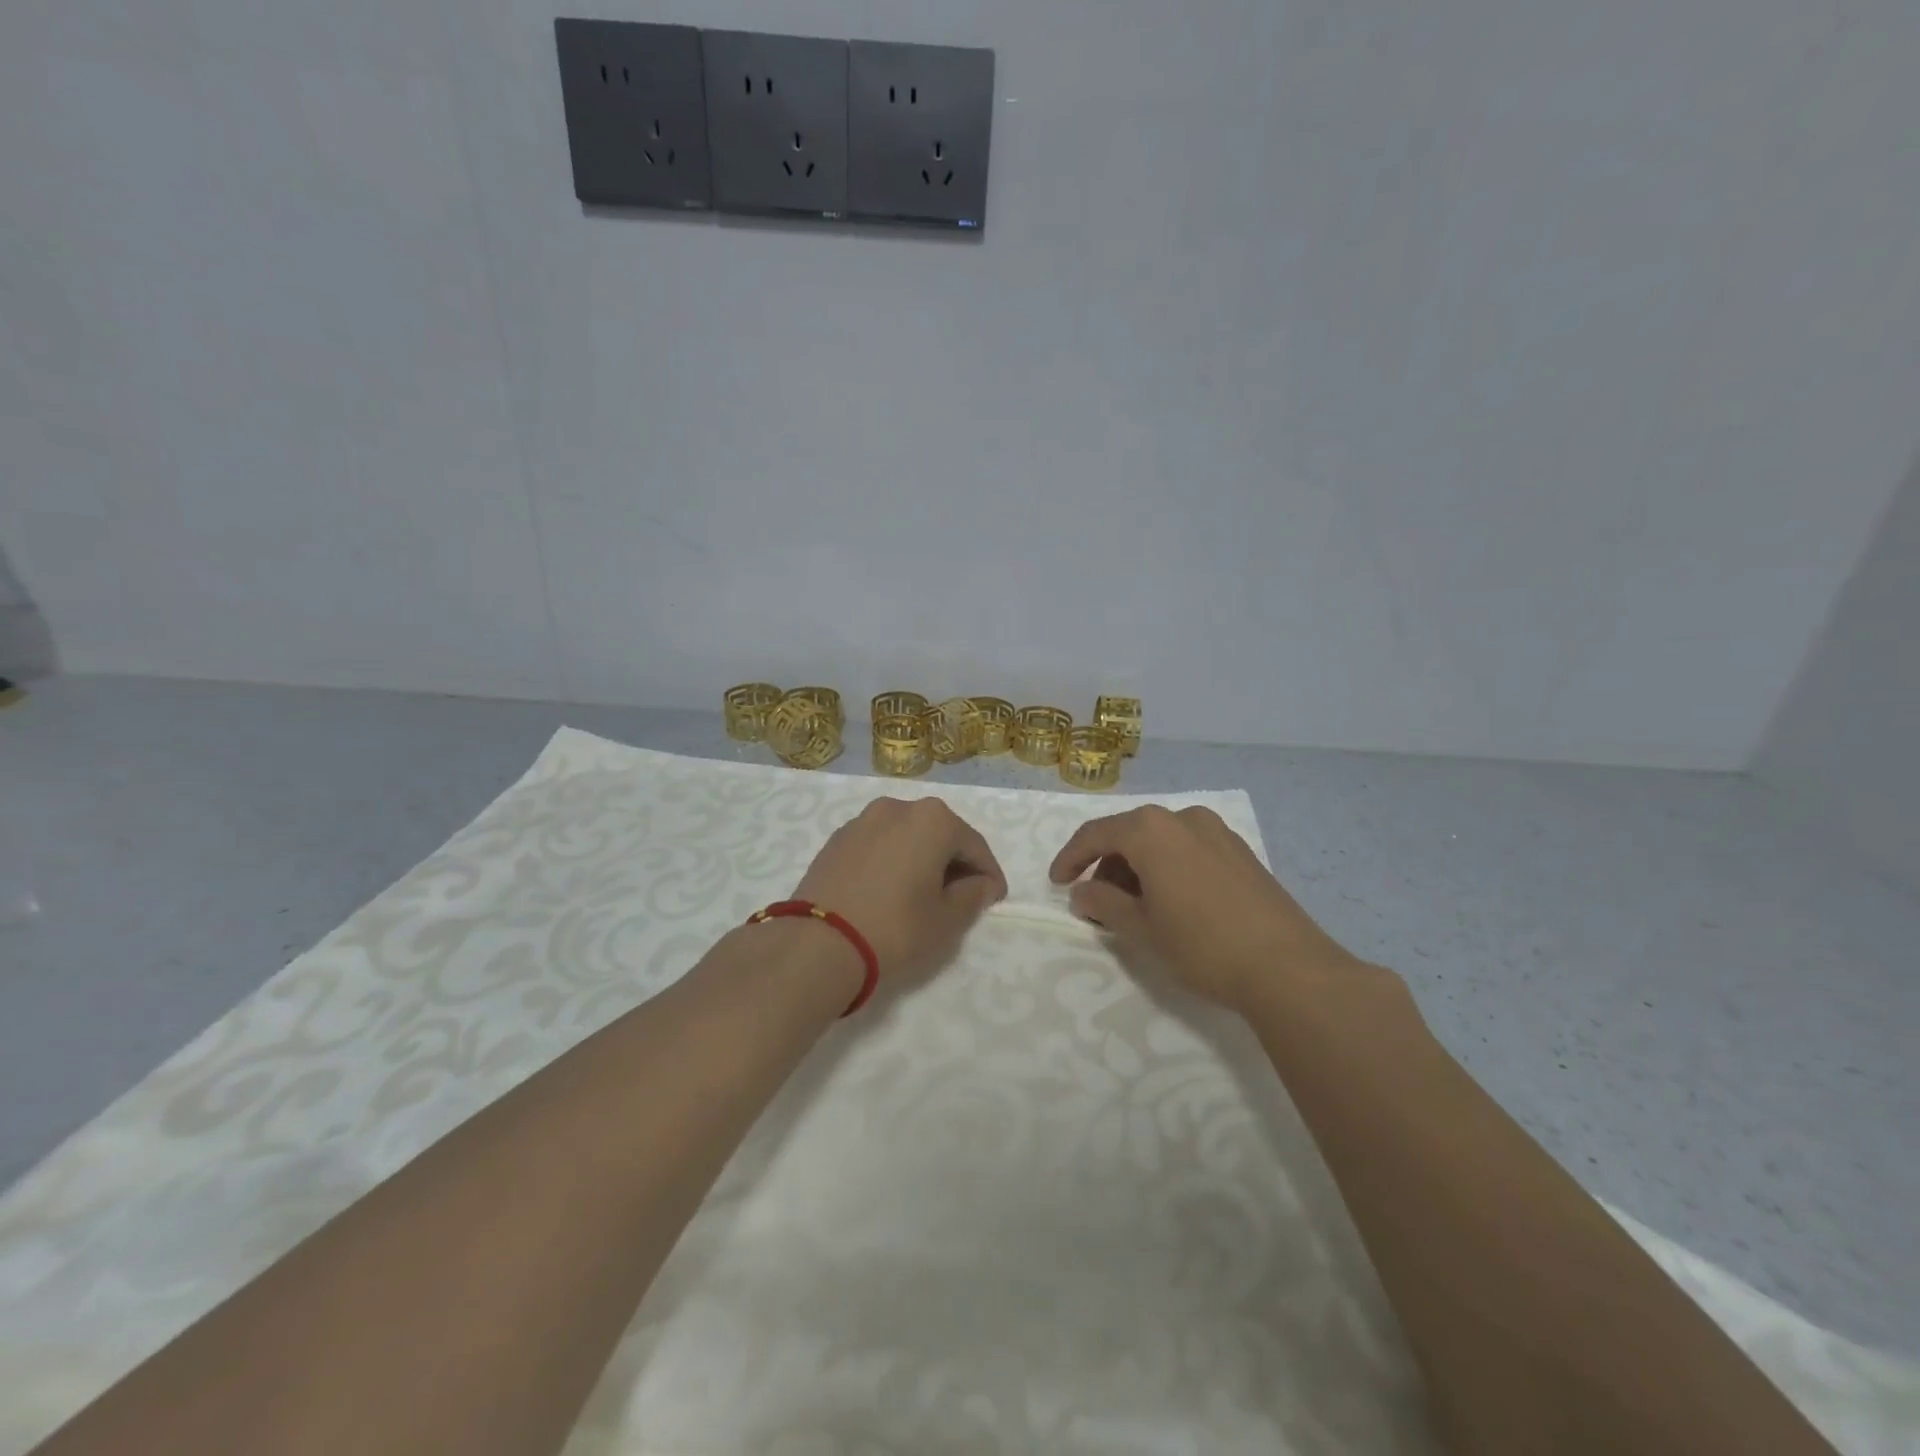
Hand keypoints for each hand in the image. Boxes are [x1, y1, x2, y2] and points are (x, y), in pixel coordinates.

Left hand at [793, 797, 1007, 982]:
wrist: (817, 943)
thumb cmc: (895, 928)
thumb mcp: (946, 920)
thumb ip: (972, 896)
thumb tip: (981, 884)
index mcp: (933, 819)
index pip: (975, 846)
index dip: (989, 874)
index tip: (994, 899)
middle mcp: (899, 807)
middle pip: (940, 834)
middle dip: (955, 863)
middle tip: (961, 897)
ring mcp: (863, 820)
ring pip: (907, 836)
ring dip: (922, 859)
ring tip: (923, 894)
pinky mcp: (838, 838)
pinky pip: (879, 844)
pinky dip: (893, 860)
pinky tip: (890, 890)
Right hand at [1049, 805, 1363, 1010]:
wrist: (1288, 967)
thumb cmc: (1201, 944)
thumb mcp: (1140, 928)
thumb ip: (1102, 904)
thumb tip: (1081, 892)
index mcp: (1151, 829)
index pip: (1096, 834)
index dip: (1070, 858)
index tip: (1057, 884)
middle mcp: (1183, 818)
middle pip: (1129, 834)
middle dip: (1106, 867)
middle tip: (1096, 905)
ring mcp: (1217, 832)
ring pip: (1160, 842)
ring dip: (1137, 869)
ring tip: (1133, 909)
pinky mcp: (1240, 852)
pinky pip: (1188, 850)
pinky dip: (1167, 869)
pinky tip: (1170, 904)